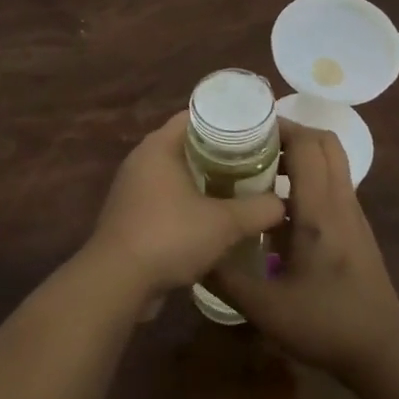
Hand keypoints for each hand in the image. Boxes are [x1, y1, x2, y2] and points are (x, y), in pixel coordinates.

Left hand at [85, 112, 285, 298]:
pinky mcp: (131, 215)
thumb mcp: (224, 223)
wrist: (117, 281)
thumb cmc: (169, 236)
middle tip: (256, 161)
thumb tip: (281, 204)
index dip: (227, 120)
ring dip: (206, 180)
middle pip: (188, 145)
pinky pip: (167, 198)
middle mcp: (142, 160)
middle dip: (221, 153)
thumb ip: (258, 210)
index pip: (196, 116)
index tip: (257, 131)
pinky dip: (189, 202)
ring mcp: (133, 188)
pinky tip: (214, 218)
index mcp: (159, 147)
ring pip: (177, 174)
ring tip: (241, 188)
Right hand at [208, 118, 398, 380]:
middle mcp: (340, 201)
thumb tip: (193, 251)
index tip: (245, 129)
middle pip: (324, 142)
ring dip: (300, 153)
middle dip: (290, 133)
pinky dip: (308, 175)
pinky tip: (278, 203)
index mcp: (319, 211)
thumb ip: (225, 277)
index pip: (307, 145)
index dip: (278, 127)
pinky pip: (333, 181)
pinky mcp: (355, 226)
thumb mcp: (265, 308)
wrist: (382, 351)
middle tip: (252, 144)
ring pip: (332, 160)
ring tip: (259, 167)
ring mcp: (352, 213)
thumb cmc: (325, 324)